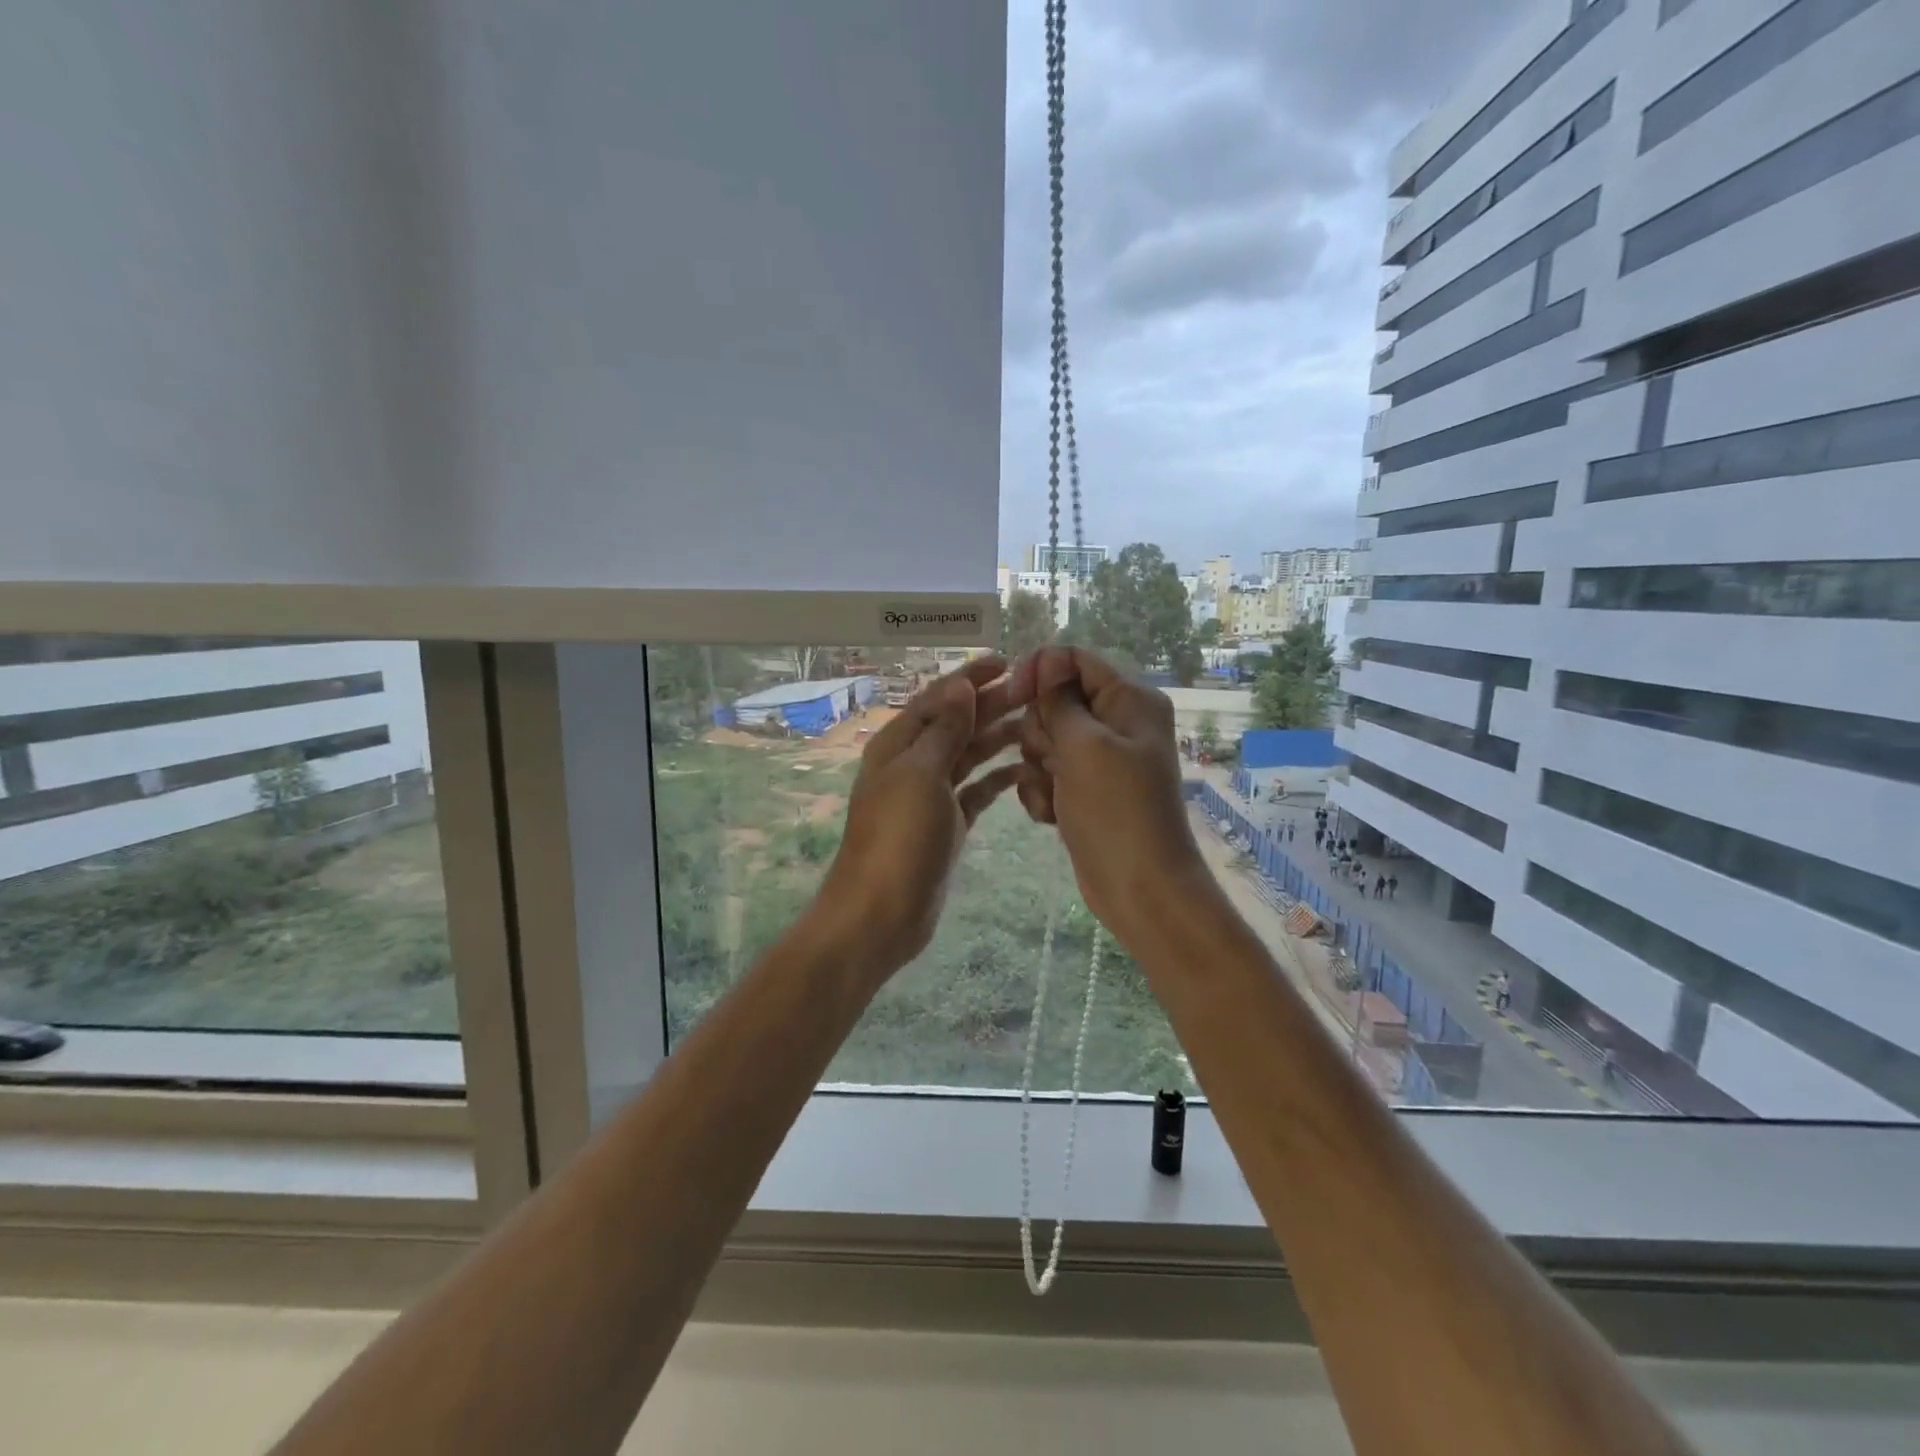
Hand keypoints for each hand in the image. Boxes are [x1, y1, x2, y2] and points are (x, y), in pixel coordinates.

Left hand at [814, 656, 1025, 974]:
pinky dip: (997, 778)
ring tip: (1038, 725)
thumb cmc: (898, 838)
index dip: (970, 678)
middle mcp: (913, 763)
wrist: (880, 914)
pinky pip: (975, 790)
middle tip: (1037, 692)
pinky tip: (1024, 770)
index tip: (1009, 662)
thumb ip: (943, 730)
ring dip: (998, 738)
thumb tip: (960, 686)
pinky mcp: (947, 824)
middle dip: (992, 704)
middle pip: (957, 723)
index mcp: (899, 744)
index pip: (939, 698)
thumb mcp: (920, 775)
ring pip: (968, 755)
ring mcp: (930, 795)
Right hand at [1008, 647, 1211, 939]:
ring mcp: (1100, 758)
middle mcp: (1116, 722)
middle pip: (1054, 701)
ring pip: (1045, 740)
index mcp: (1129, 699)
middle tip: (1054, 761)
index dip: (1040, 672)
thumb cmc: (1116, 811)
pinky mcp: (1085, 789)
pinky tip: (1051, 816)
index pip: (1074, 660)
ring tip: (1055, 794)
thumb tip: (1047, 658)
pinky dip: (1042, 792)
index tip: (1013, 698)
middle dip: (1041, 731)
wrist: (1139, 888)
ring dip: (1038, 767)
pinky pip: (1047, 773)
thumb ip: (1059, 699)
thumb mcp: (1084, 746)